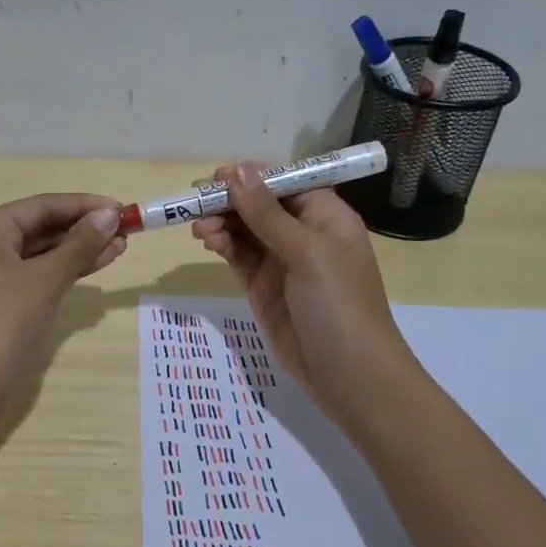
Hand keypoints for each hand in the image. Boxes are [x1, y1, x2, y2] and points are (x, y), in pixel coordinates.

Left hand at [0, 192, 126, 411]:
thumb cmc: (1, 326)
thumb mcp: (44, 281)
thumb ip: (79, 245)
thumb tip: (110, 214)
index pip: (41, 206)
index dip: (84, 206)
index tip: (123, 209)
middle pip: (41, 227)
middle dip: (84, 228)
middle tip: (127, 231)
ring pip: (42, 253)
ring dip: (80, 250)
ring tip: (121, 247)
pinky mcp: (2, 302)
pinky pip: (39, 275)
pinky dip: (66, 271)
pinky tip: (98, 266)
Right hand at [192, 164, 414, 428]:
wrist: (348, 375)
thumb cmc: (338, 304)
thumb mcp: (306, 252)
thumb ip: (267, 213)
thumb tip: (237, 171)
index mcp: (326, 216)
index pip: (285, 183)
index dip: (253, 177)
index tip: (217, 177)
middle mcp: (304, 233)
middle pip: (260, 204)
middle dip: (230, 201)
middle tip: (197, 203)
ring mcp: (281, 261)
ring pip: (245, 230)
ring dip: (221, 223)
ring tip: (199, 228)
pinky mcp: (262, 286)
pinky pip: (238, 256)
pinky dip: (222, 245)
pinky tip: (208, 241)